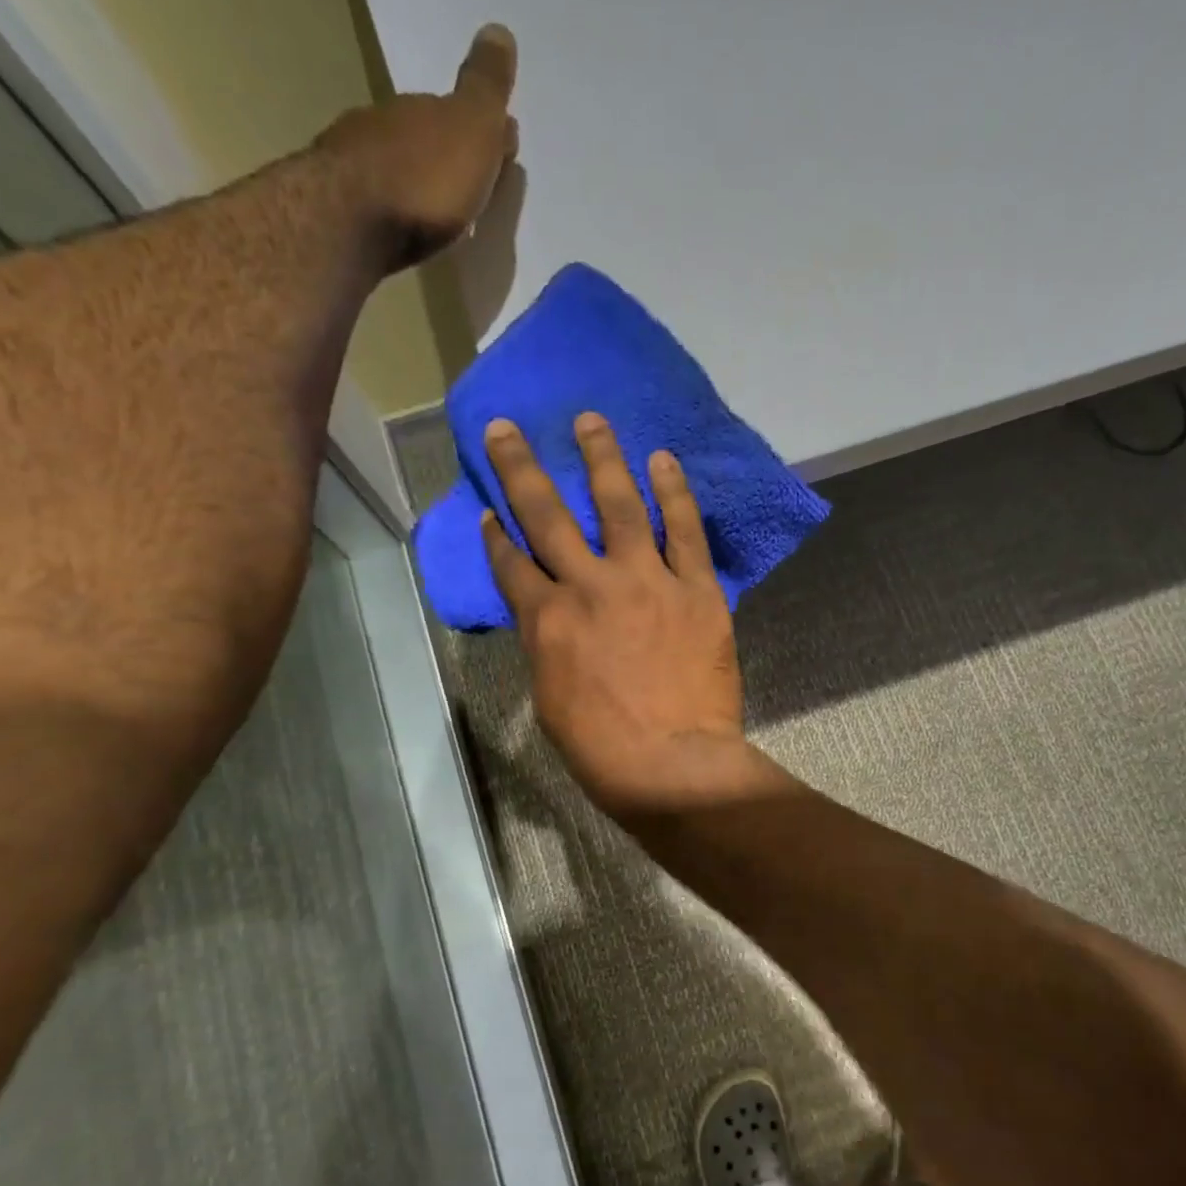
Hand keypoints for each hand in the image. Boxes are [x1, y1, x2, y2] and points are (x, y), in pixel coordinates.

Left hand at [315, 23, 518, 267]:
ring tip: (446, 215)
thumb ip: (485, 88)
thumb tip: (499, 31)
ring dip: (423, 185)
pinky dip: (401, 210)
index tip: (502, 150)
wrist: (352, 224)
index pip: (454, 111)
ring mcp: (358, 166)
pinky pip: (384, 203)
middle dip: (449, 157)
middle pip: (426, 139)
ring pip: (401, 169)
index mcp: (419, 109)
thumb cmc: (424, 180)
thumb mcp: (471, 129)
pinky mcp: (345, 209)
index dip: (479, 130)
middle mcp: (384, 126)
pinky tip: (412, 229)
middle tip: (474, 185)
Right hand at [481, 414, 765, 820]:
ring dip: (602, 458)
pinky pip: (684, 531)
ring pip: (618, 505)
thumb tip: (551, 618)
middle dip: (522, 468)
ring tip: (592, 421)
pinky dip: (673, 493)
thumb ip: (549, 647)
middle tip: (509, 428)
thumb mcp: (552, 700)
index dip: (496, 535)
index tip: (490, 510)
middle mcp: (589, 587)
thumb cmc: (603, 750)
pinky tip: (664, 460)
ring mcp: (646, 582)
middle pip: (547, 515)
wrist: (672, 764)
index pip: (512, 564)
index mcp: (547, 621)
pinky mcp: (696, 589)